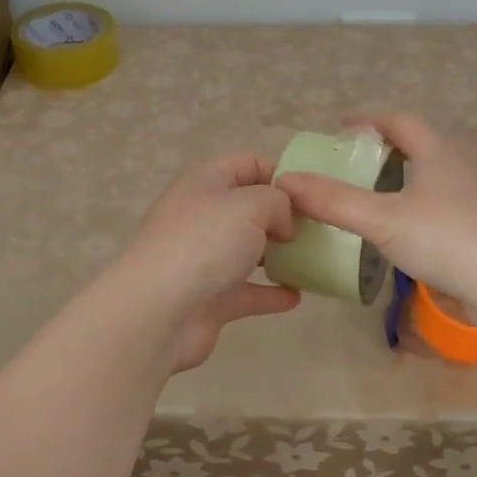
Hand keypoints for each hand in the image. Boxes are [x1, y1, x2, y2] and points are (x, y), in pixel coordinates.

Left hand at [114, 153, 301, 373]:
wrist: (158, 312)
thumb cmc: (204, 244)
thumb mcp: (249, 205)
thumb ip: (277, 202)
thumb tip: (282, 224)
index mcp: (205, 183)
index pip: (247, 164)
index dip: (280, 173)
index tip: (312, 194)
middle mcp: (203, 217)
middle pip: (249, 209)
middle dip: (283, 217)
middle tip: (318, 229)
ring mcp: (205, 260)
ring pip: (248, 251)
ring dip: (278, 255)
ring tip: (313, 259)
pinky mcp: (210, 298)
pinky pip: (248, 291)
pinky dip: (271, 293)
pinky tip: (297, 296)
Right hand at [278, 113, 476, 305]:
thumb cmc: (445, 237)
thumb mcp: (381, 218)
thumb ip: (333, 201)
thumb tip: (285, 181)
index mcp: (437, 153)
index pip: (399, 121)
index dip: (367, 121)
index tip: (339, 132)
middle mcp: (456, 170)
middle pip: (416, 148)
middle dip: (381, 153)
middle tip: (347, 168)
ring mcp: (471, 202)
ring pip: (427, 182)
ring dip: (397, 185)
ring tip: (365, 202)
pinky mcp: (476, 232)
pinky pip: (435, 211)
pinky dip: (410, 213)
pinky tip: (395, 236)